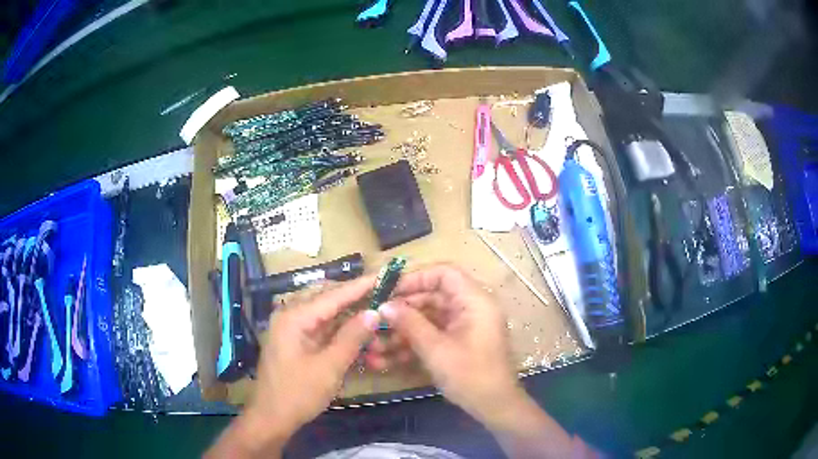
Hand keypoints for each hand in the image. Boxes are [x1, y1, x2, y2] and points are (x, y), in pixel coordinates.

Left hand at [245, 276, 379, 437]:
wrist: (272, 417)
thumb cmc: (298, 394)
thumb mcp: (329, 368)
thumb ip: (351, 338)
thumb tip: (374, 312)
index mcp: (294, 317)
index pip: (333, 295)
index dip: (361, 286)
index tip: (385, 275)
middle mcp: (290, 315)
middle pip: (326, 296)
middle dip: (354, 295)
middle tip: (383, 293)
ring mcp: (291, 327)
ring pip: (324, 310)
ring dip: (347, 311)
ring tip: (374, 307)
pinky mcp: (295, 340)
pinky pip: (320, 325)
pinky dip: (339, 326)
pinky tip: (357, 328)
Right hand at [377, 264, 526, 426]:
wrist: (495, 406)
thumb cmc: (470, 375)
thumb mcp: (436, 349)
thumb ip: (410, 324)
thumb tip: (384, 306)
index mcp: (474, 300)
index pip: (444, 273)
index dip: (415, 278)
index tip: (389, 291)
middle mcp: (471, 307)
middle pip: (433, 296)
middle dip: (403, 309)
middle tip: (376, 319)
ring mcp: (465, 325)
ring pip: (429, 317)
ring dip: (404, 330)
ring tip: (376, 344)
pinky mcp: (459, 341)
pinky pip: (434, 333)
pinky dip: (414, 342)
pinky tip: (389, 357)